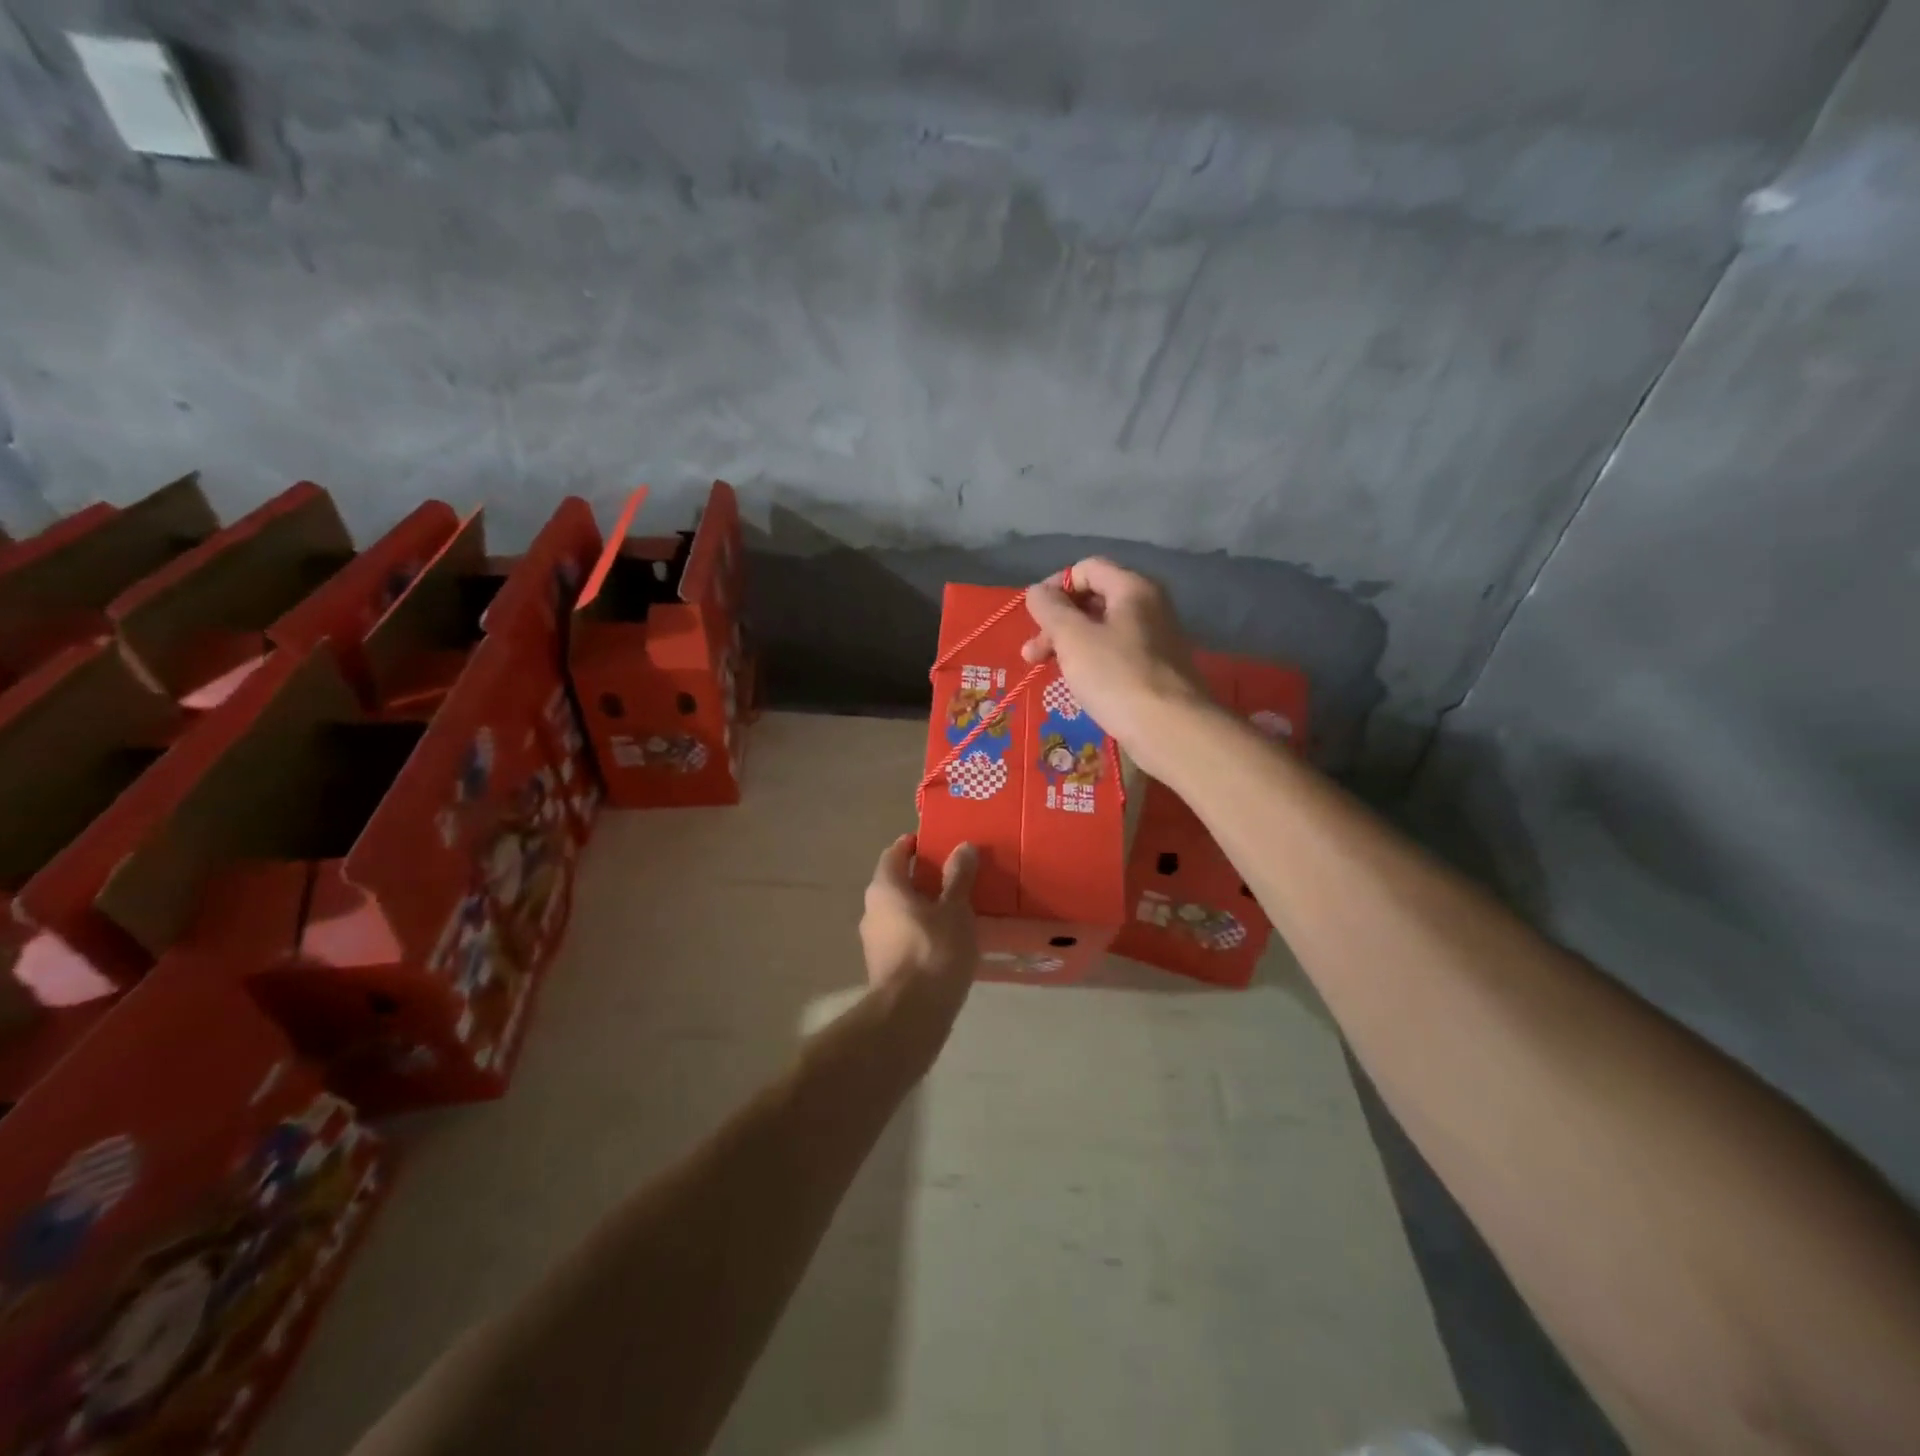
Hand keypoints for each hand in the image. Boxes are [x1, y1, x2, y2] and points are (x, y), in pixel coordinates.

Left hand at [860, 835, 978, 1032]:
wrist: (911, 1015)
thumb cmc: (934, 951)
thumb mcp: (955, 910)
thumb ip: (959, 878)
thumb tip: (963, 847)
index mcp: (884, 889)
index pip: (894, 854)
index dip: (912, 845)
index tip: (934, 843)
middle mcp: (872, 910)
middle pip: (896, 884)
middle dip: (922, 878)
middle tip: (954, 875)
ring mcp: (875, 941)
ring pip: (900, 913)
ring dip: (923, 907)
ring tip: (955, 909)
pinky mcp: (884, 967)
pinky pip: (904, 937)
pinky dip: (922, 931)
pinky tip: (947, 941)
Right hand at [1021, 558, 1212, 780]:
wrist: (1170, 729)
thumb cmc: (1117, 676)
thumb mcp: (1073, 638)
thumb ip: (1050, 609)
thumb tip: (1037, 591)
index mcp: (1132, 588)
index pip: (1087, 568)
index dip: (1055, 587)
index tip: (1035, 617)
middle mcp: (1149, 606)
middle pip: (1094, 599)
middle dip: (1057, 622)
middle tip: (1032, 654)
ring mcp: (1156, 639)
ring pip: (1102, 630)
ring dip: (1069, 645)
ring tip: (1046, 671)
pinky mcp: (1156, 670)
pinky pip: (1116, 654)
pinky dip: (1092, 662)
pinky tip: (1078, 685)